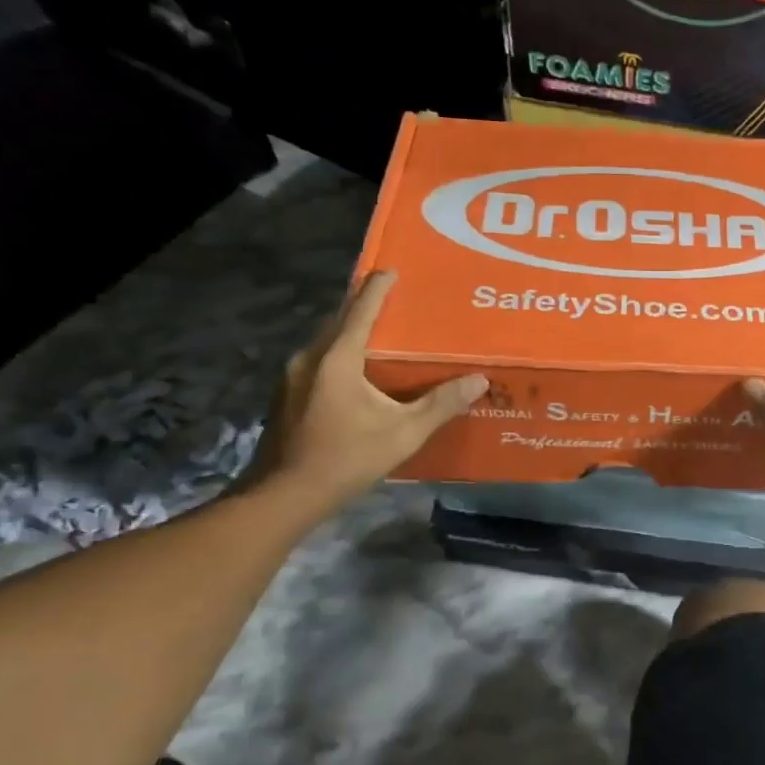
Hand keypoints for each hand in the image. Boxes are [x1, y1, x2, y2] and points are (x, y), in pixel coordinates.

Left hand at [247, 271, 487, 516]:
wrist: (285, 495)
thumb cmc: (347, 458)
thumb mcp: (404, 433)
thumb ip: (441, 404)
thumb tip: (479, 380)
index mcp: (337, 359)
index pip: (361, 310)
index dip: (378, 288)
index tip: (391, 270)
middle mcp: (309, 358)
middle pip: (338, 320)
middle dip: (363, 306)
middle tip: (393, 301)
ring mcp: (291, 377)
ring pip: (325, 341)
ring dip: (350, 332)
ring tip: (379, 333)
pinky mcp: (286, 395)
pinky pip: (318, 361)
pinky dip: (339, 354)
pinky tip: (356, 372)